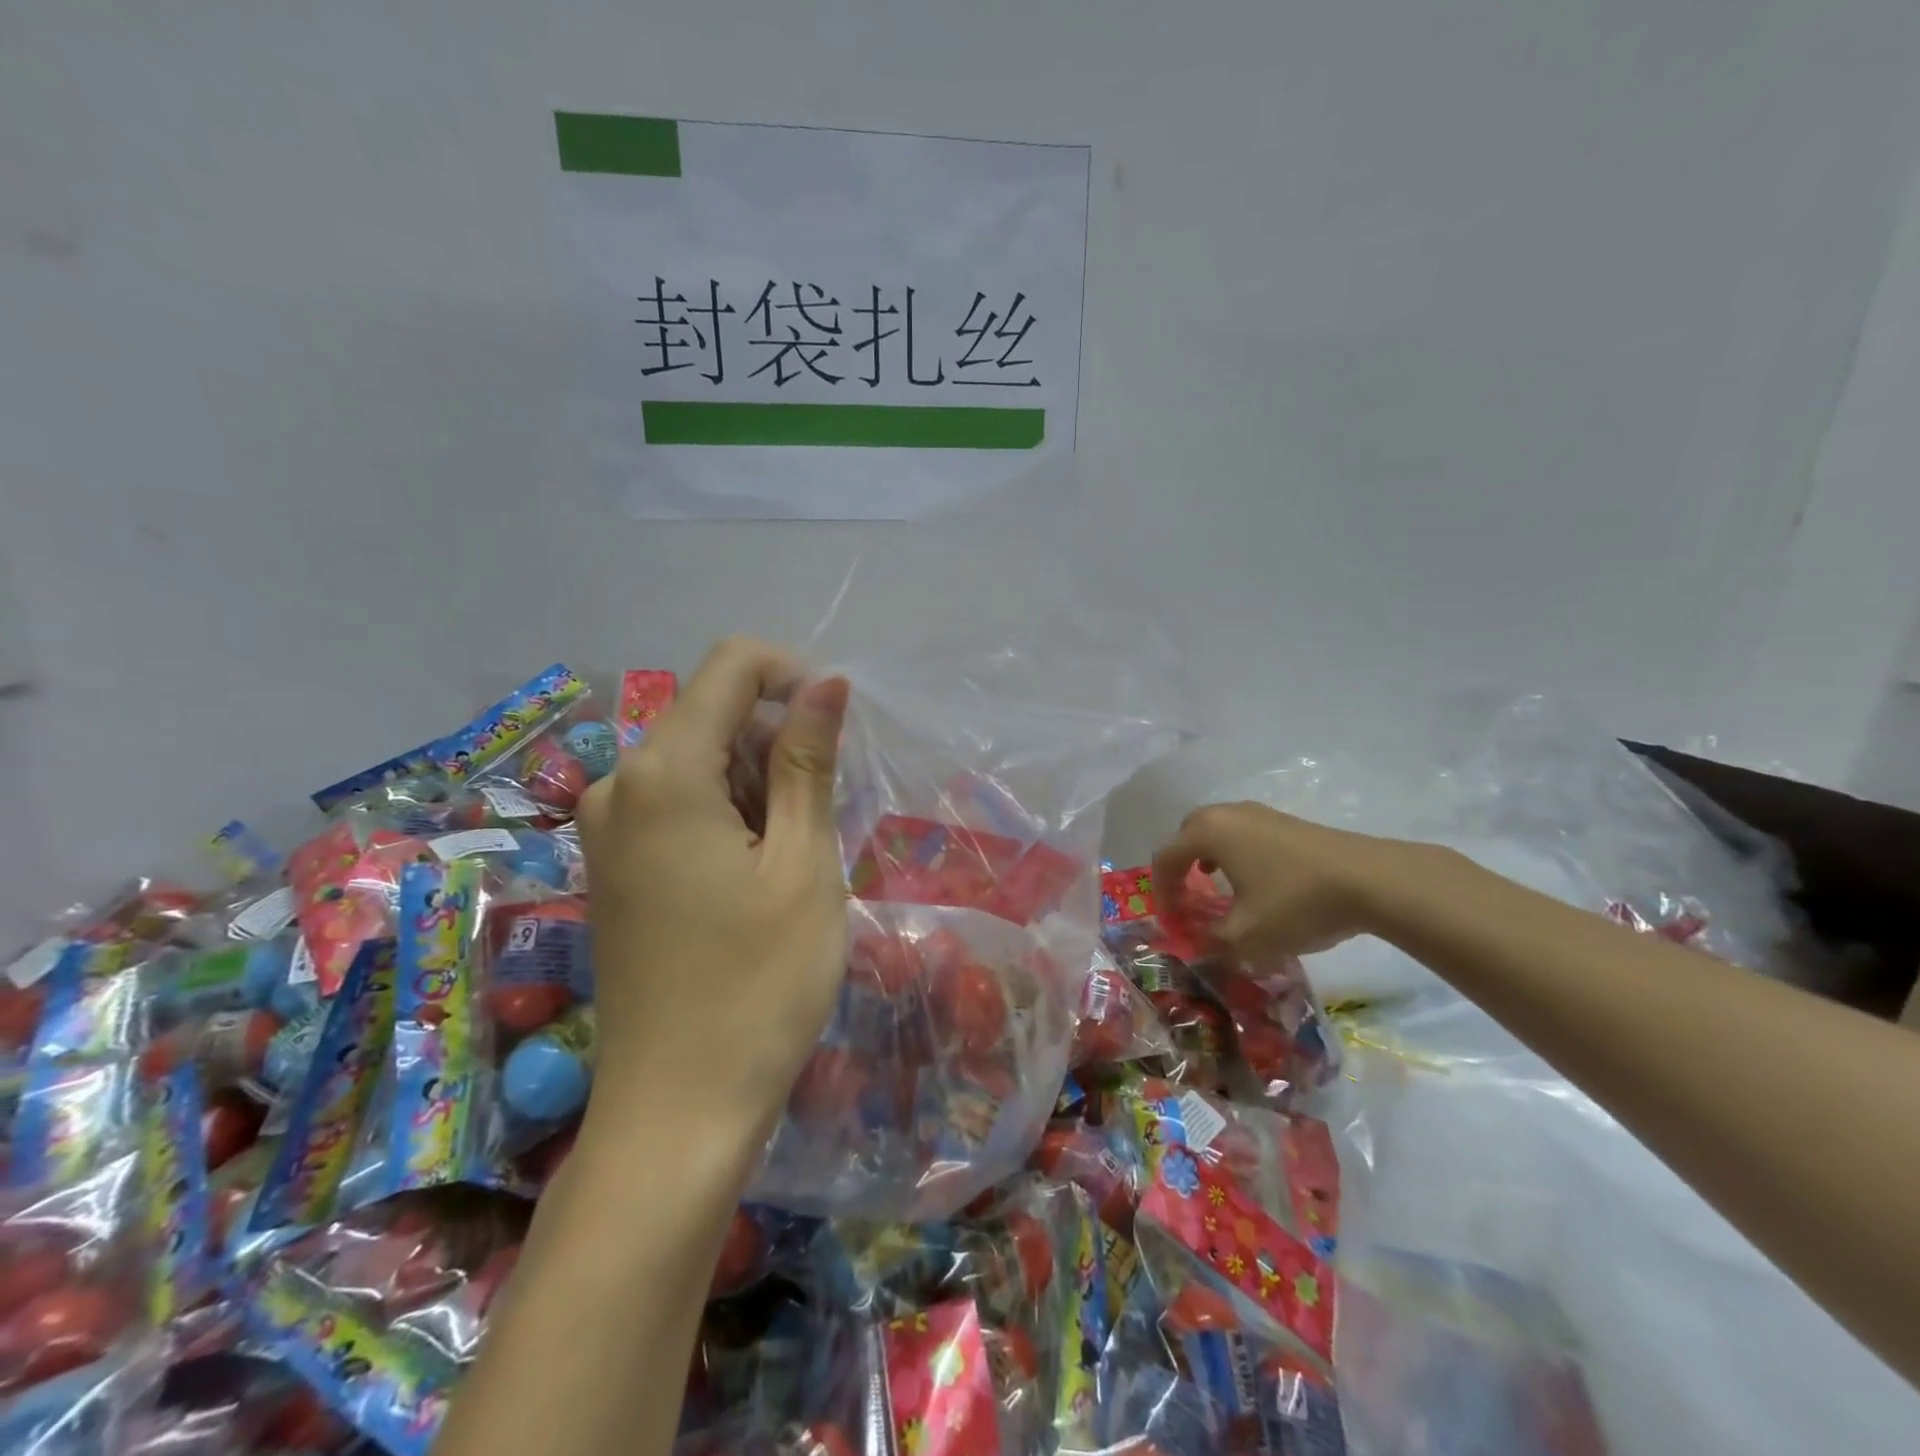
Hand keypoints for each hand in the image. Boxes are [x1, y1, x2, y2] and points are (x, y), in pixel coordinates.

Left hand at [575, 637, 850, 1143]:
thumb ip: (807, 760)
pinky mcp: (614, 863)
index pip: (731, 666)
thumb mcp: (803, 864)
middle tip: (819, 823)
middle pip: (714, 713)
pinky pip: (679, 801)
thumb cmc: (758, 986)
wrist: (676, 1112)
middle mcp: (619, 784)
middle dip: (778, 744)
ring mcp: (608, 826)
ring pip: (701, 759)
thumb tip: (824, 682)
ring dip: (759, 785)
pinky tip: (754, 877)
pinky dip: (729, 814)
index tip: (836, 732)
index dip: (793, 677)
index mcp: (664, 772)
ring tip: (789, 864)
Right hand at [1152, 802, 1428, 959]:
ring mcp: (1260, 813)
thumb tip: (1199, 946)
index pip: (1165, 857)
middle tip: (1185, 895)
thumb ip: (1212, 942)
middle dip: (1180, 864)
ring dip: (1207, 855)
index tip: (1171, 920)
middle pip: (1187, 833)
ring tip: (1215, 884)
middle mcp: (1228, 814)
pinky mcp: (1287, 821)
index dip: (1161, 890)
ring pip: (1217, 829)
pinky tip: (1255, 878)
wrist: (1372, 880)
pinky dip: (1235, 852)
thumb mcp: (1247, 936)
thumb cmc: (1297, 903)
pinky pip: (1243, 832)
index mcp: (1208, 833)